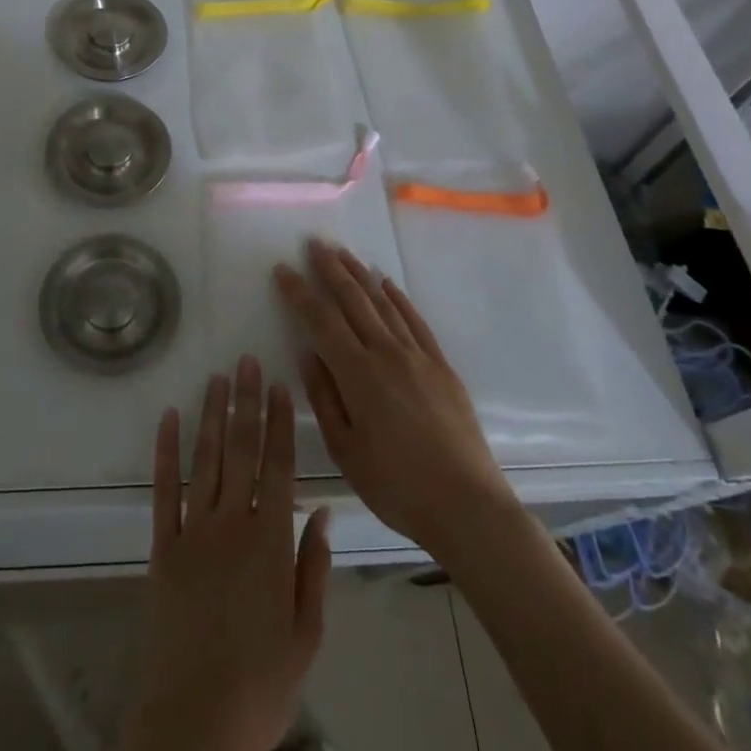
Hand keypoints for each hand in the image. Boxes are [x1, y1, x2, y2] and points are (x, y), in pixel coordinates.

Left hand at [115, 358, 331, 750]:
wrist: (193, 724)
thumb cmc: (259, 685)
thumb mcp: (306, 635)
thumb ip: (313, 568)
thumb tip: (321, 510)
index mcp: (270, 543)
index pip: (278, 466)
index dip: (278, 422)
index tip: (278, 386)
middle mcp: (232, 524)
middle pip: (241, 450)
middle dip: (245, 402)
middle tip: (246, 361)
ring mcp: (193, 531)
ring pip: (205, 459)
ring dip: (211, 415)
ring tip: (217, 378)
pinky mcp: (162, 546)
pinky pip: (163, 489)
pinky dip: (166, 451)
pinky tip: (169, 417)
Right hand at [276, 240, 514, 559]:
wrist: (467, 506)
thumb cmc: (397, 487)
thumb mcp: (346, 450)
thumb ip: (324, 398)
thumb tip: (308, 354)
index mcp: (358, 375)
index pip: (321, 321)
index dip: (299, 293)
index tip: (283, 269)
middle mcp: (387, 354)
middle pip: (353, 301)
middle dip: (330, 269)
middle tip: (314, 244)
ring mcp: (418, 356)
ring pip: (383, 303)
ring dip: (360, 275)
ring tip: (343, 253)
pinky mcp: (441, 365)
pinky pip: (415, 320)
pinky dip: (397, 298)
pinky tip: (386, 284)